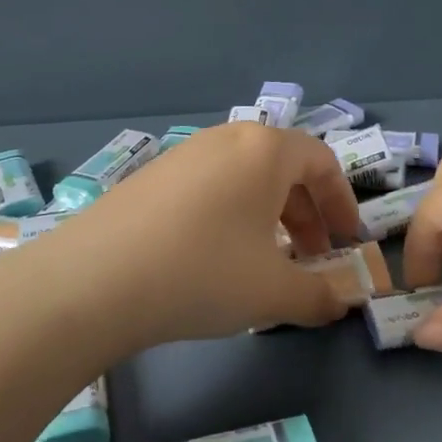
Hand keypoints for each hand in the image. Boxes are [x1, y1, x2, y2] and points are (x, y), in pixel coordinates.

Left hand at [42, 122, 365, 348]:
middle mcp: (225, 140)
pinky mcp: (148, 177)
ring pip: (242, 179)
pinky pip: (206, 188)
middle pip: (282, 168)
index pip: (322, 162)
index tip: (346, 242)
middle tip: (309, 259)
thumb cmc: (204, 273)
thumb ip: (320, 296)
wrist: (96, 280)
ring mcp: (182, 155)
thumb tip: (342, 302)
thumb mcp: (274, 292)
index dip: (342, 203)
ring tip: (263, 262)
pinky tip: (212, 259)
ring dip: (266, 217)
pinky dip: (227, 216)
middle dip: (305, 214)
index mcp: (264, 151)